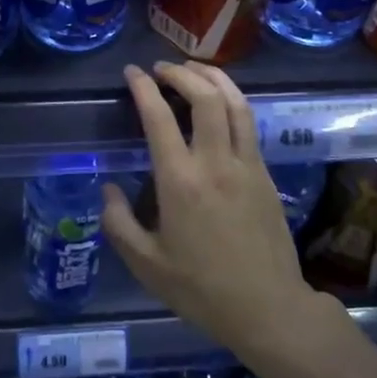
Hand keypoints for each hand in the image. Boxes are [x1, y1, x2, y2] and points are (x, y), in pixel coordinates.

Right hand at [101, 61, 322, 361]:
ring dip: (213, 78)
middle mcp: (215, 162)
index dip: (143, 87)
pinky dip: (232, 100)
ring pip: (235, 103)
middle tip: (162, 68)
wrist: (268, 309)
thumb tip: (108, 187)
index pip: (159, 117)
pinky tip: (221, 103)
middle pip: (205, 97)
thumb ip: (119, 223)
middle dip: (182, 73)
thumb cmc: (201, 289)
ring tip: (193, 70)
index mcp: (180, 182)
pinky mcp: (265, 174)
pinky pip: (248, 123)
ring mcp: (246, 165)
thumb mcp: (146, 264)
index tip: (132, 72)